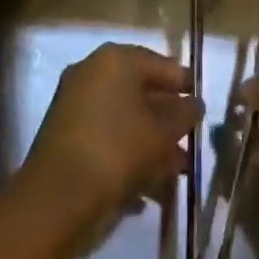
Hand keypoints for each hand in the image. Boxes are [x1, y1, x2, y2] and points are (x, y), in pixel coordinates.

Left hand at [19, 42, 202, 229]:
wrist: (56, 197)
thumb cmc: (118, 150)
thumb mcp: (163, 132)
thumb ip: (184, 114)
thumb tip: (194, 104)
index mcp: (116, 60)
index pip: (162, 65)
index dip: (185, 85)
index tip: (202, 106)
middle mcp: (92, 73)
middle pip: (141, 91)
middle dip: (167, 118)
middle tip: (189, 139)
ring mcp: (75, 103)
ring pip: (124, 117)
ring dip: (151, 141)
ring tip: (175, 169)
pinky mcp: (65, 134)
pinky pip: (106, 135)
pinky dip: (127, 153)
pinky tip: (148, 183)